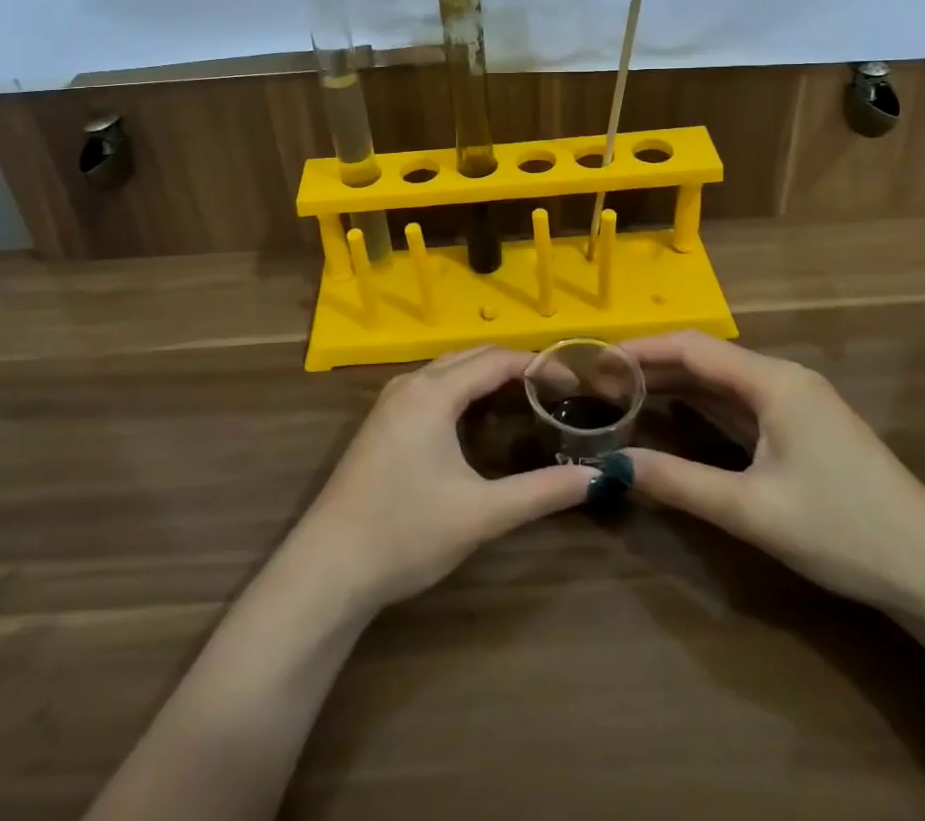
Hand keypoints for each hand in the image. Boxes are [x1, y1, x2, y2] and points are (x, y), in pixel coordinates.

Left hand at [288, 346, 594, 613]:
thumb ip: (541, 492)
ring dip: (486, 374)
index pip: (495, 360)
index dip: (537, 365)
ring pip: (448, 369)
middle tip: (554, 388)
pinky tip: (477, 417)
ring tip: (525, 396)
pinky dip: (462, 389)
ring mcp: (391, 400)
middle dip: (513, 364)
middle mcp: (410, 383)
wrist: (328, 568)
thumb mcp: (481, 514)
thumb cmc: (406, 533)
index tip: (572, 381)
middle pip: (471, 356)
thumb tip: (596, 478)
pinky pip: (431, 386)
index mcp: (433, 392)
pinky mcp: (382, 421)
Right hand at [623, 330, 924, 612]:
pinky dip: (703, 404)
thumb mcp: (753, 511)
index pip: (692, 347)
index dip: (641, 349)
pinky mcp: (804, 427)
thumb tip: (612, 466)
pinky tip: (676, 415)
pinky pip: (741, 402)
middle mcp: (783, 378)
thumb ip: (680, 483)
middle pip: (706, 358)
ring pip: (723, 380)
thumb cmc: (844, 531)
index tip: (596, 359)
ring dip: (676, 384)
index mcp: (773, 381)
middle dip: (652, 365)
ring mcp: (797, 402)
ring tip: (624, 393)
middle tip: (599, 380)